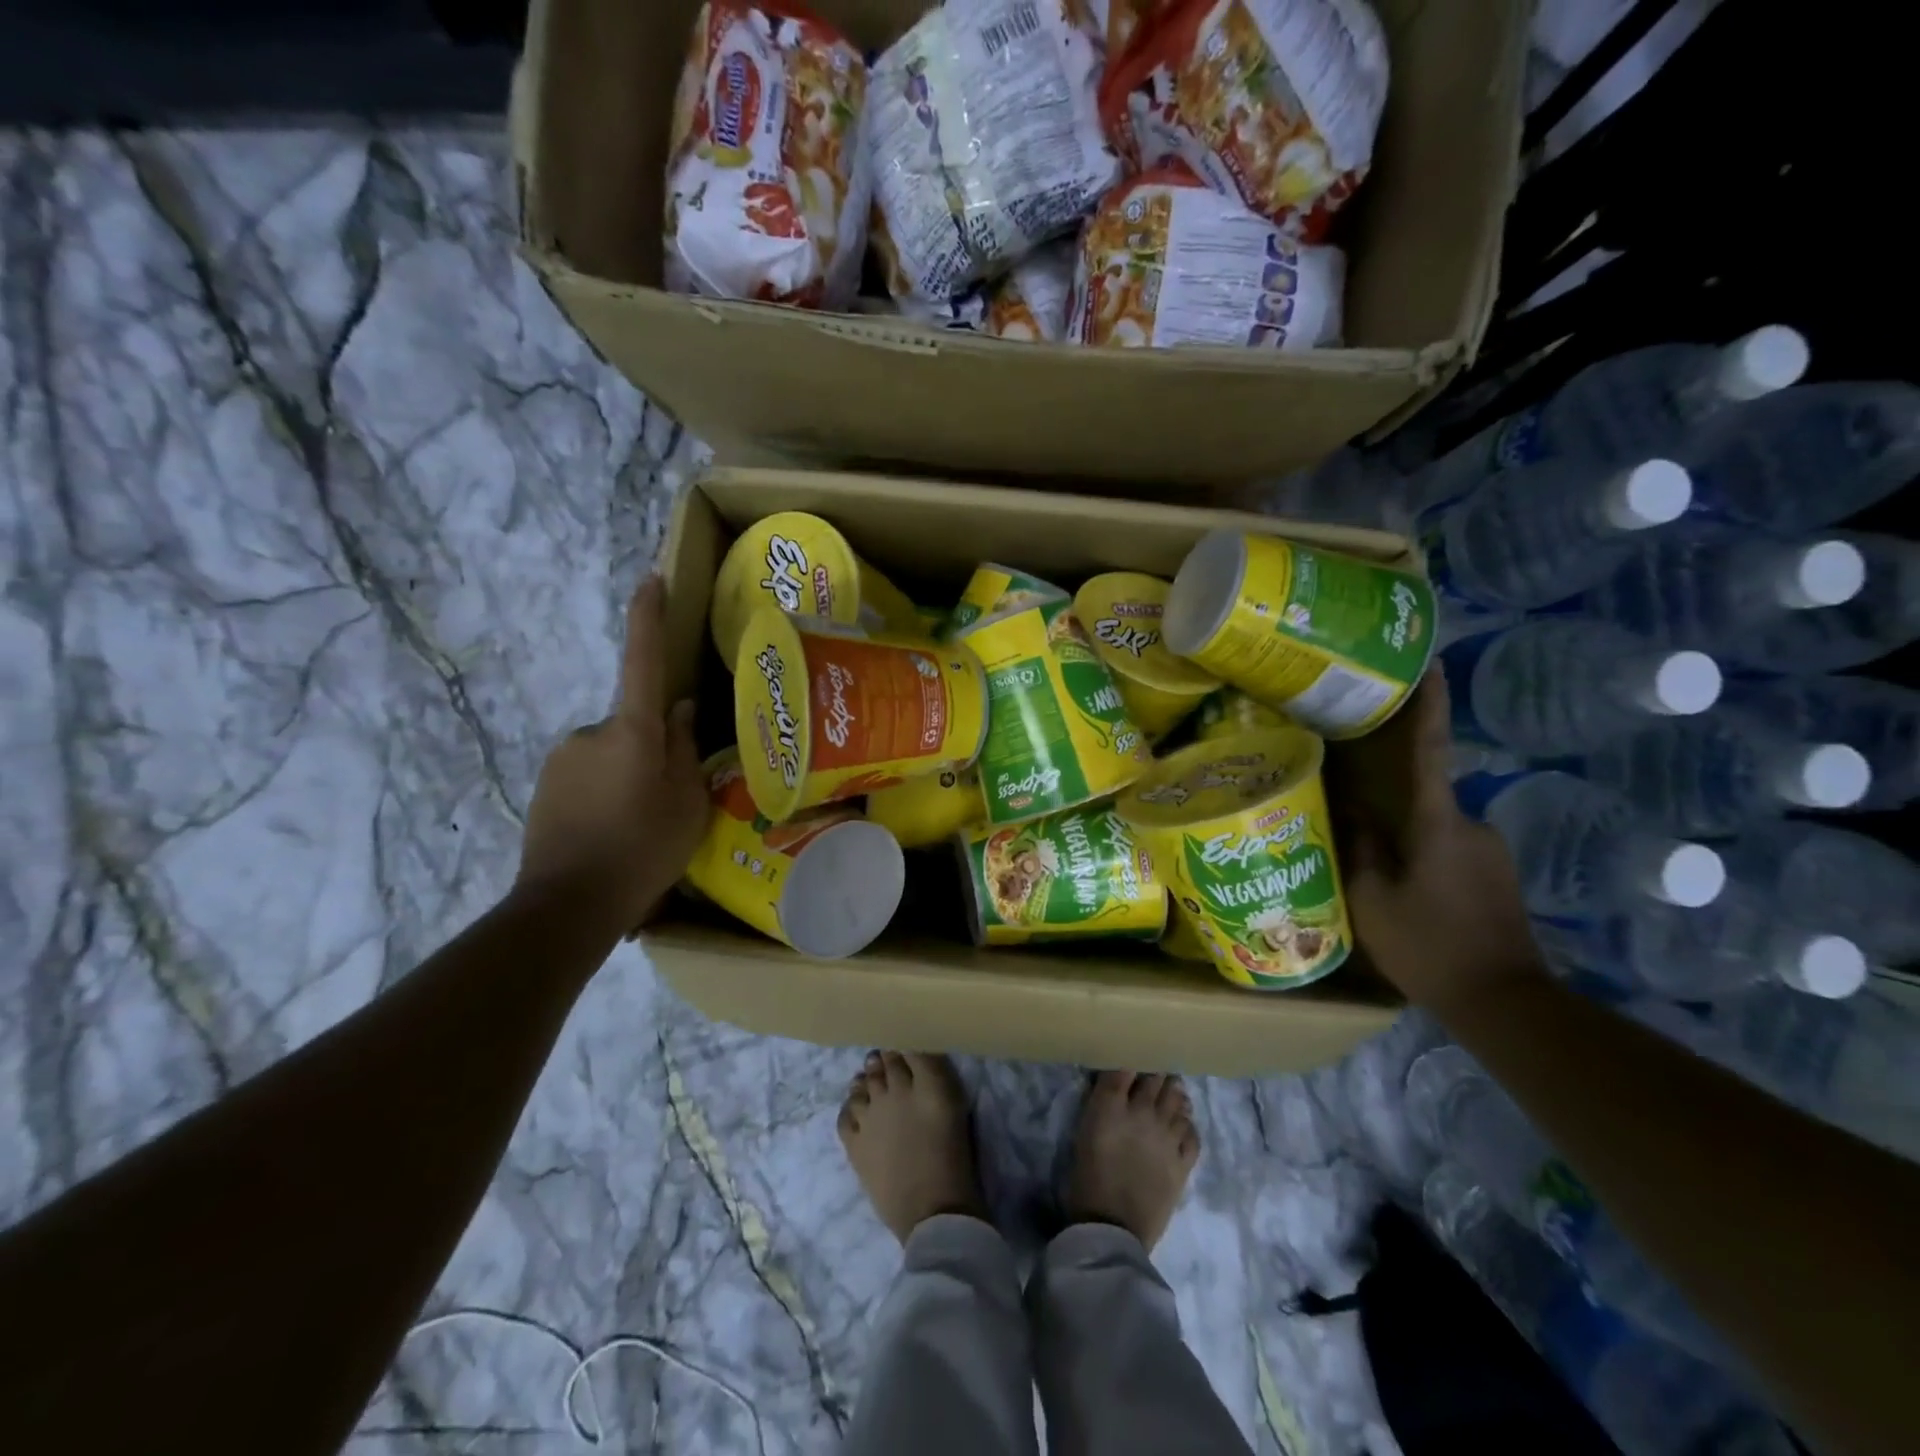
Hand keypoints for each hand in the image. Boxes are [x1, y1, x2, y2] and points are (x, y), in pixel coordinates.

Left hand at [517, 577, 707, 933]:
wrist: (568, 904)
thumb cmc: (644, 848)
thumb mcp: (688, 802)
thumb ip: (684, 750)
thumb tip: (679, 709)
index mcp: (631, 731)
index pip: (642, 661)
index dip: (647, 618)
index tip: (651, 579)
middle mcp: (590, 734)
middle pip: (632, 725)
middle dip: (651, 750)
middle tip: (668, 798)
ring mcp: (560, 761)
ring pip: (610, 755)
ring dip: (628, 777)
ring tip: (641, 826)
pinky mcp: (543, 788)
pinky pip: (587, 779)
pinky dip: (604, 797)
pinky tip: (613, 836)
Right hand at [1328, 672, 1543, 1015]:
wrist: (1505, 1002)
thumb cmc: (1429, 946)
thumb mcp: (1373, 900)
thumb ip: (1361, 849)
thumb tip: (1352, 812)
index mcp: (1438, 824)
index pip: (1431, 751)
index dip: (1429, 706)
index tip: (1431, 663)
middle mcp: (1472, 826)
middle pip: (1423, 799)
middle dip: (1390, 806)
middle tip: (1353, 819)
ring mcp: (1490, 852)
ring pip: (1433, 830)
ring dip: (1406, 842)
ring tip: (1377, 873)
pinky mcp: (1497, 877)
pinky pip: (1449, 852)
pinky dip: (1424, 862)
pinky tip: (1406, 896)